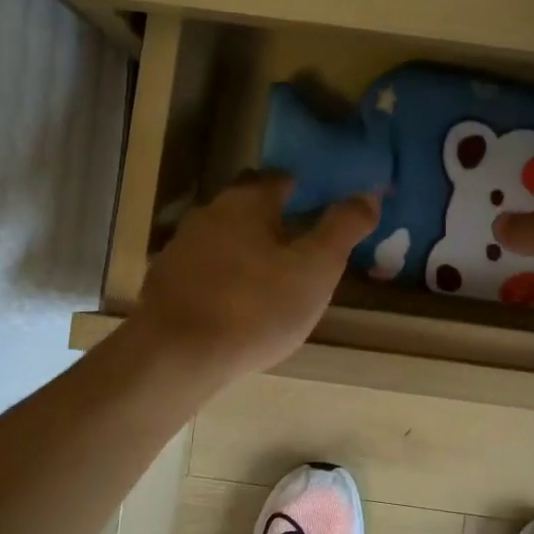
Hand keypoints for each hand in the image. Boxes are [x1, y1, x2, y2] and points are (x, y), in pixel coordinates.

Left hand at [128, 175, 378, 386]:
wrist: (177, 354)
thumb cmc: (256, 307)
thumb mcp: (316, 269)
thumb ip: (343, 228)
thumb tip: (369, 194)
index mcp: (248, 202)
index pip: (279, 178)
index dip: (303, 188)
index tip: (320, 206)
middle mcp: (210, 213)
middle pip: (247, 204)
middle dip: (272, 216)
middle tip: (299, 242)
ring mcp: (181, 246)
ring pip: (222, 235)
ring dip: (245, 246)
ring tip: (269, 275)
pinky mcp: (164, 281)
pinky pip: (203, 267)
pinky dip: (222, 274)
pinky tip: (234, 301)